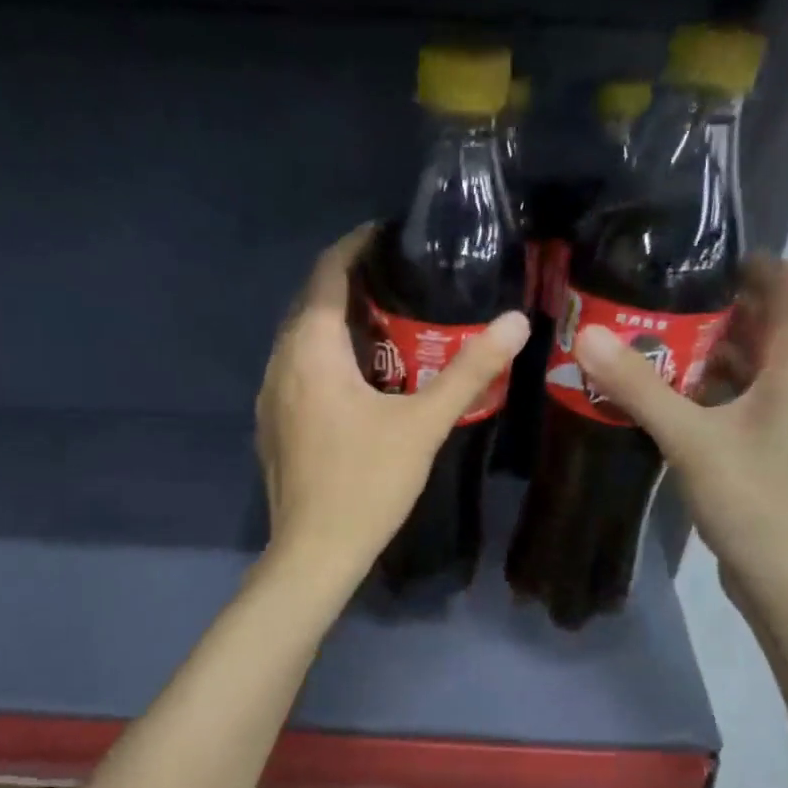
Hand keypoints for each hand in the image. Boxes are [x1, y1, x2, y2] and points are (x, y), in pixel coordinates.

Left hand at [257, 226, 529, 587]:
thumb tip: (517, 321)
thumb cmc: (367, 483)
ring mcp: (270, 399)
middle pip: (310, 305)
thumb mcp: (424, 424)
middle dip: (349, 287)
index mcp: (311, 351)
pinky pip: (296, 373)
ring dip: (335, 327)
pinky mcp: (272, 428)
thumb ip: (470, 371)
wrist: (315, 552)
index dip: (355, 247)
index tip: (388, 235)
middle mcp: (280, 364)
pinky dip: (324, 361)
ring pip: (300, 343)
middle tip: (399, 284)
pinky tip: (356, 382)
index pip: (326, 275)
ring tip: (384, 328)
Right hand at [572, 255, 787, 609]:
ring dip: (703, 357)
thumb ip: (640, 388)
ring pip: (747, 371)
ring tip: (646, 347)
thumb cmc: (752, 499)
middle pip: (763, 327)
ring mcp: (786, 423)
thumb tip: (588, 335)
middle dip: (712, 311)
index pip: (787, 287)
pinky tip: (662, 404)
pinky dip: (705, 395)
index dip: (749, 263)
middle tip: (651, 303)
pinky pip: (738, 406)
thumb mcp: (690, 439)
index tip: (693, 259)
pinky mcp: (769, 453)